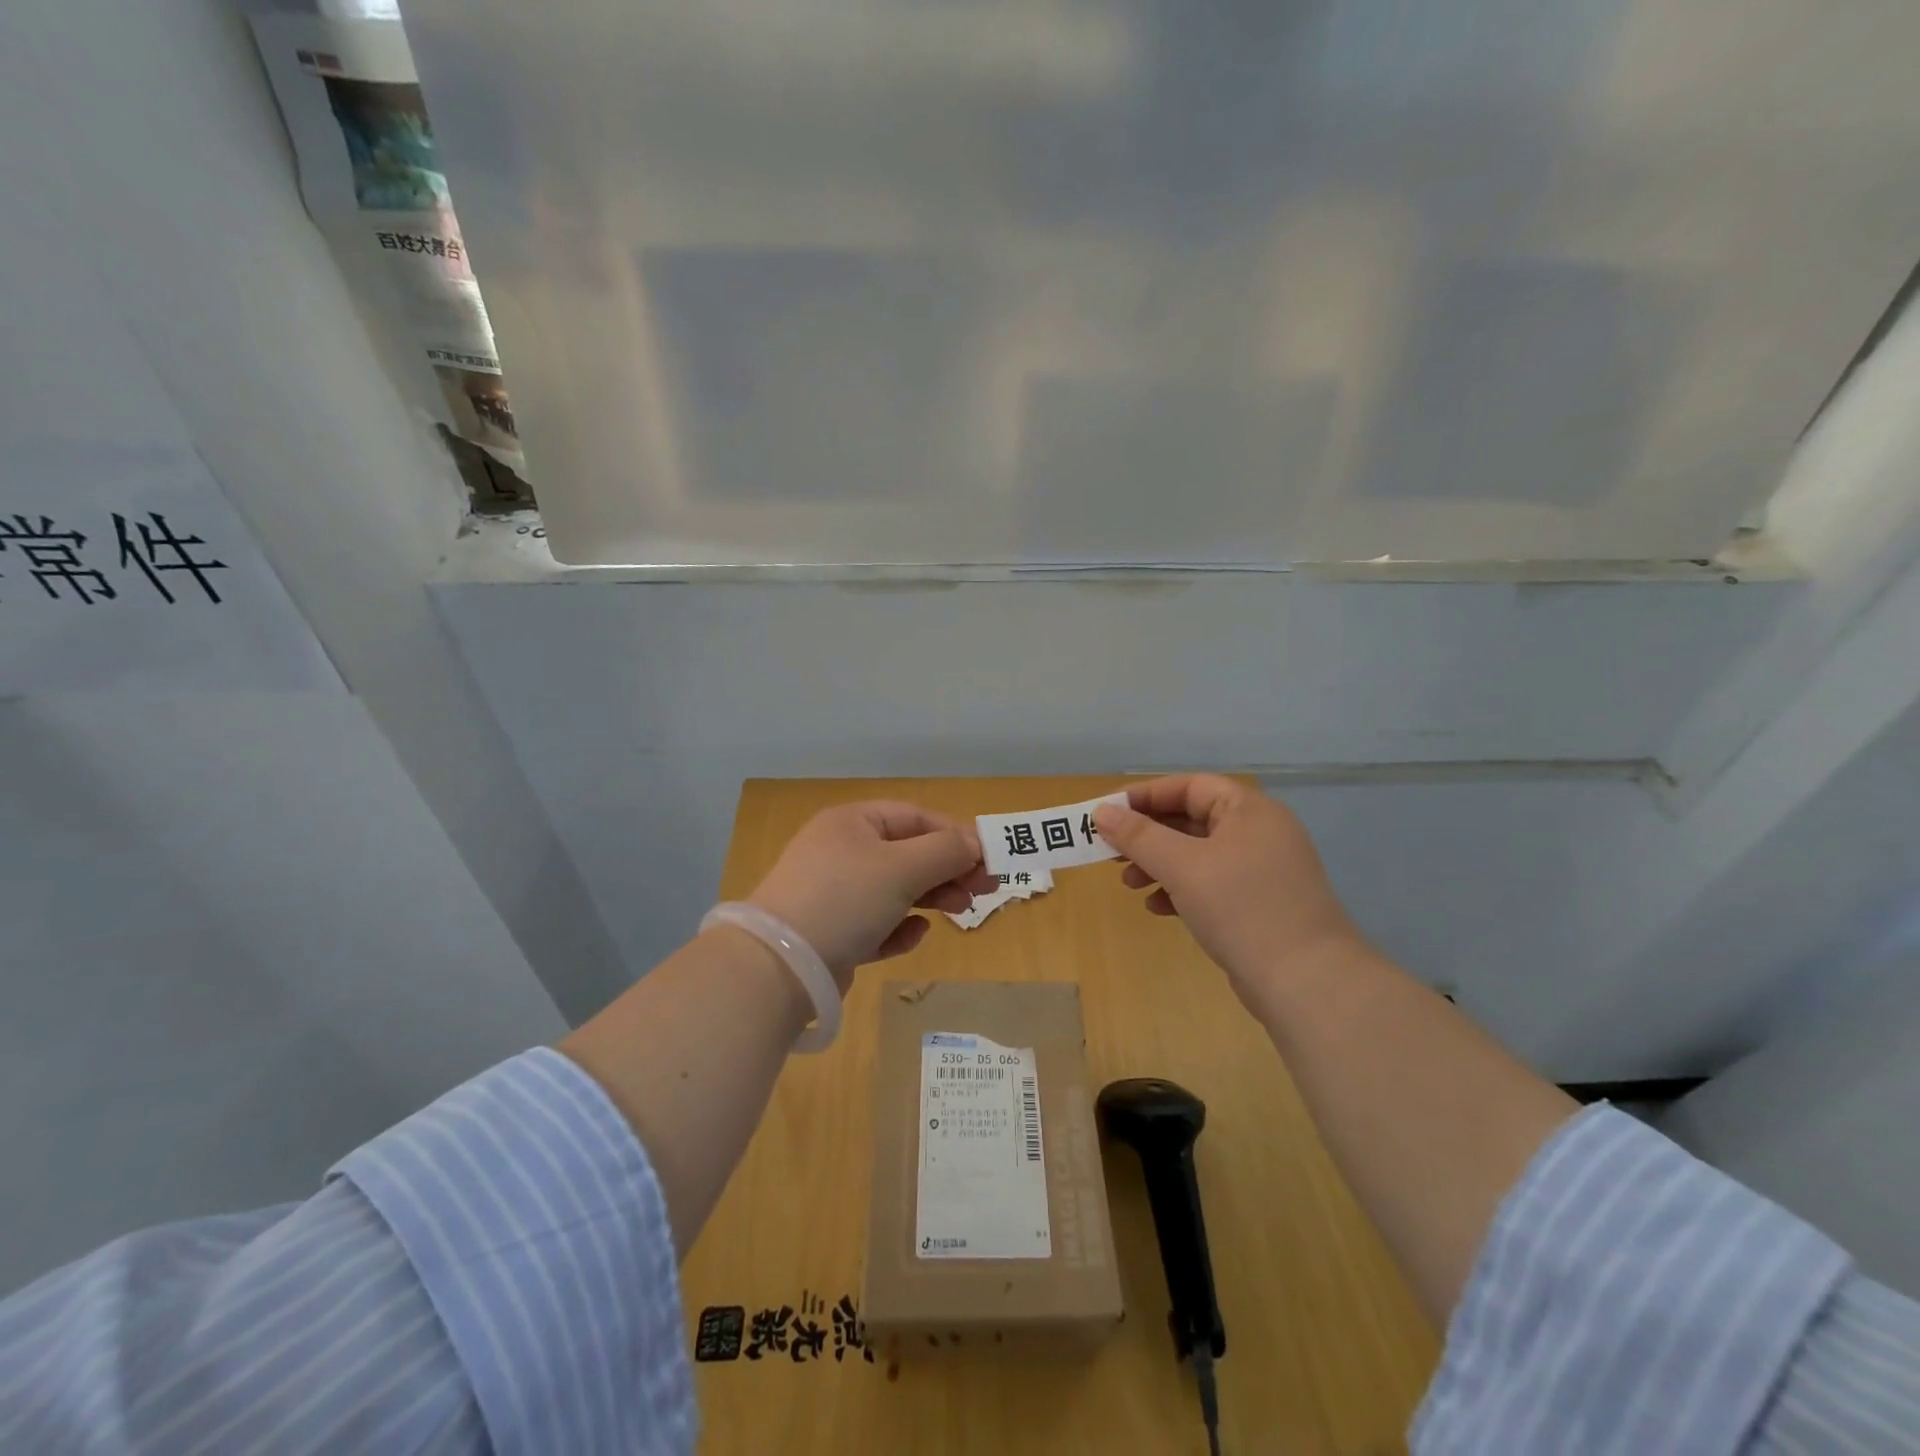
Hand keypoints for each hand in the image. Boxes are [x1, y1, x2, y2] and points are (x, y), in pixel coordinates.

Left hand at [747, 802, 996, 985]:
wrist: (780, 966)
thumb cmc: (845, 898)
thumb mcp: (902, 868)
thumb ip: (945, 852)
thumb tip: (975, 844)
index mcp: (853, 822)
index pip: (915, 817)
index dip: (955, 835)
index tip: (988, 860)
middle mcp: (841, 851)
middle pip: (908, 854)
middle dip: (948, 870)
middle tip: (984, 891)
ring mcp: (833, 893)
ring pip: (894, 889)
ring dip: (930, 898)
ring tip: (960, 912)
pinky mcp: (831, 932)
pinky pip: (875, 922)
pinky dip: (897, 927)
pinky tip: (913, 935)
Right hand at [1094, 775, 1364, 1000]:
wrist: (1307, 983)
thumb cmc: (1241, 908)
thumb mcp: (1182, 866)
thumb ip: (1138, 836)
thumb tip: (1102, 812)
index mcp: (1249, 811)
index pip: (1189, 787)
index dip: (1145, 796)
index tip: (1107, 813)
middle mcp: (1259, 833)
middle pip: (1191, 820)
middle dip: (1147, 836)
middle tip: (1111, 853)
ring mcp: (1262, 871)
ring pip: (1198, 855)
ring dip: (1159, 865)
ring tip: (1129, 885)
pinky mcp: (1259, 905)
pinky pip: (1210, 885)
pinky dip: (1180, 890)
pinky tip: (1158, 909)